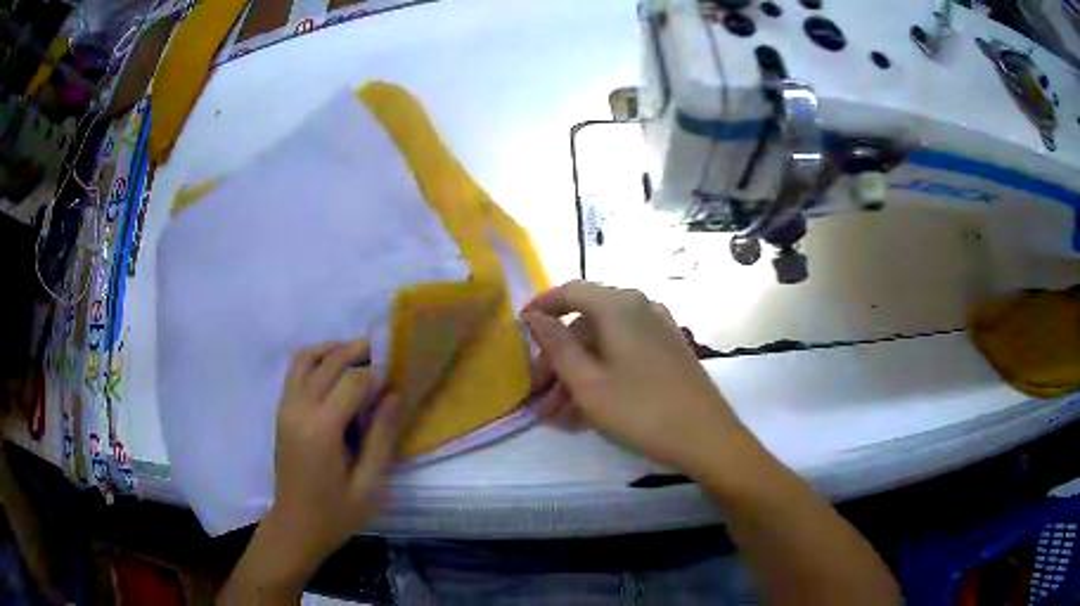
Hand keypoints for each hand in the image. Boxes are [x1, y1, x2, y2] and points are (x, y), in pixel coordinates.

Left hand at [265, 339, 402, 579]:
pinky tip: (335, 372)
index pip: (352, 381)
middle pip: (328, 361)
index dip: (377, 373)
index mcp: (322, 430)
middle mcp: (299, 409)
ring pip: (306, 357)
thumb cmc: (336, 513)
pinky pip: (295, 371)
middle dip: (357, 350)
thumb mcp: (369, 485)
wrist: (296, 526)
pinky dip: (316, 360)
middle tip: (384, 353)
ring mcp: (286, 407)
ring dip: (333, 349)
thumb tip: (394, 395)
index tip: (397, 376)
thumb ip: (382, 438)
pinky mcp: (281, 411)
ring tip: (359, 356)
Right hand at [522, 281, 744, 474]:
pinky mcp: (670, 348)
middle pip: (587, 321)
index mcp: (619, 306)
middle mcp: (641, 306)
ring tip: (560, 411)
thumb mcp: (588, 382)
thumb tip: (534, 316)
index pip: (570, 291)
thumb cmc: (641, 411)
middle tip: (539, 392)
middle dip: (558, 355)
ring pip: (605, 341)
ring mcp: (659, 327)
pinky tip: (592, 404)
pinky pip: (626, 351)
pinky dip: (604, 371)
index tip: (520, 330)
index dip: (542, 308)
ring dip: (579, 370)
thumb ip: (557, 345)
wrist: (707, 437)